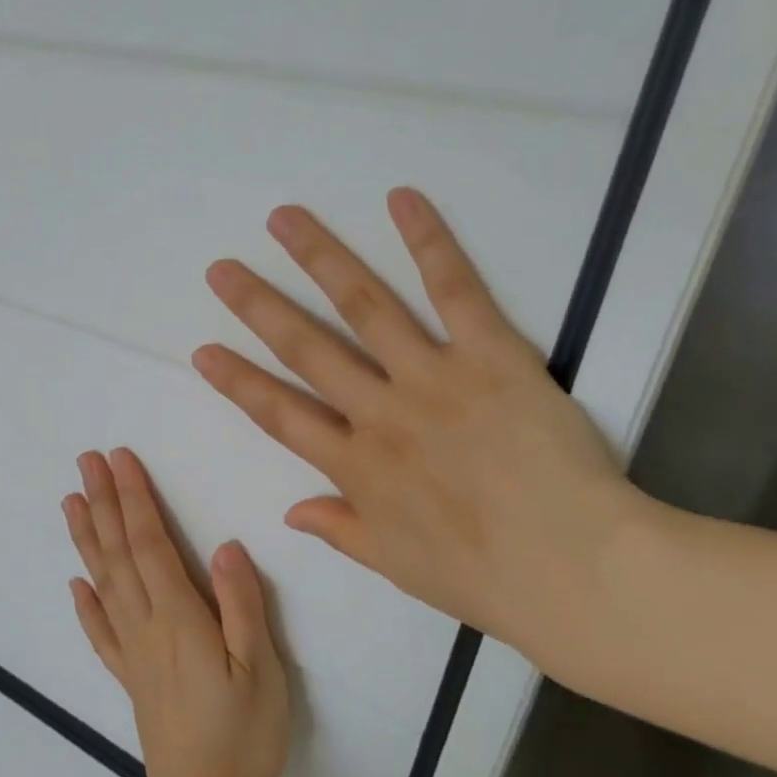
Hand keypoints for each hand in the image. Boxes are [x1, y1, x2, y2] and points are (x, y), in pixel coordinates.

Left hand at [63, 448, 290, 776]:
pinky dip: (85, 603)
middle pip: (118, 554)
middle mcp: (146, 626)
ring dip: (87, 539)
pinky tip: (76, 584)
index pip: (149, 544)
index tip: (119, 460)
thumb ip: (242, 605)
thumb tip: (225, 546)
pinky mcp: (129, 677)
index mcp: (179, 618)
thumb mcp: (260, 668)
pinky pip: (100, 632)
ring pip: (103, 583)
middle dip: (104, 503)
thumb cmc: (243, 735)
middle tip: (85, 461)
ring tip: (71, 503)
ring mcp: (132, 652)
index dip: (134, 499)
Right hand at [193, 188, 654, 673]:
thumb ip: (340, 529)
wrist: (573, 568)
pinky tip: (400, 200)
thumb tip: (290, 512)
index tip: (203, 351)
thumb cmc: (482, 576)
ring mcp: (432, 378)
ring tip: (284, 220)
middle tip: (222, 269)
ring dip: (320, 260)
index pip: (279, 415)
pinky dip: (428, 242)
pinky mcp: (491, 356)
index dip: (238, 382)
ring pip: (364, 308)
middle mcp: (380, 413)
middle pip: (306, 349)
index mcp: (355, 467)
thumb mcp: (395, 565)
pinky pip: (455, 291)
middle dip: (258, 307)